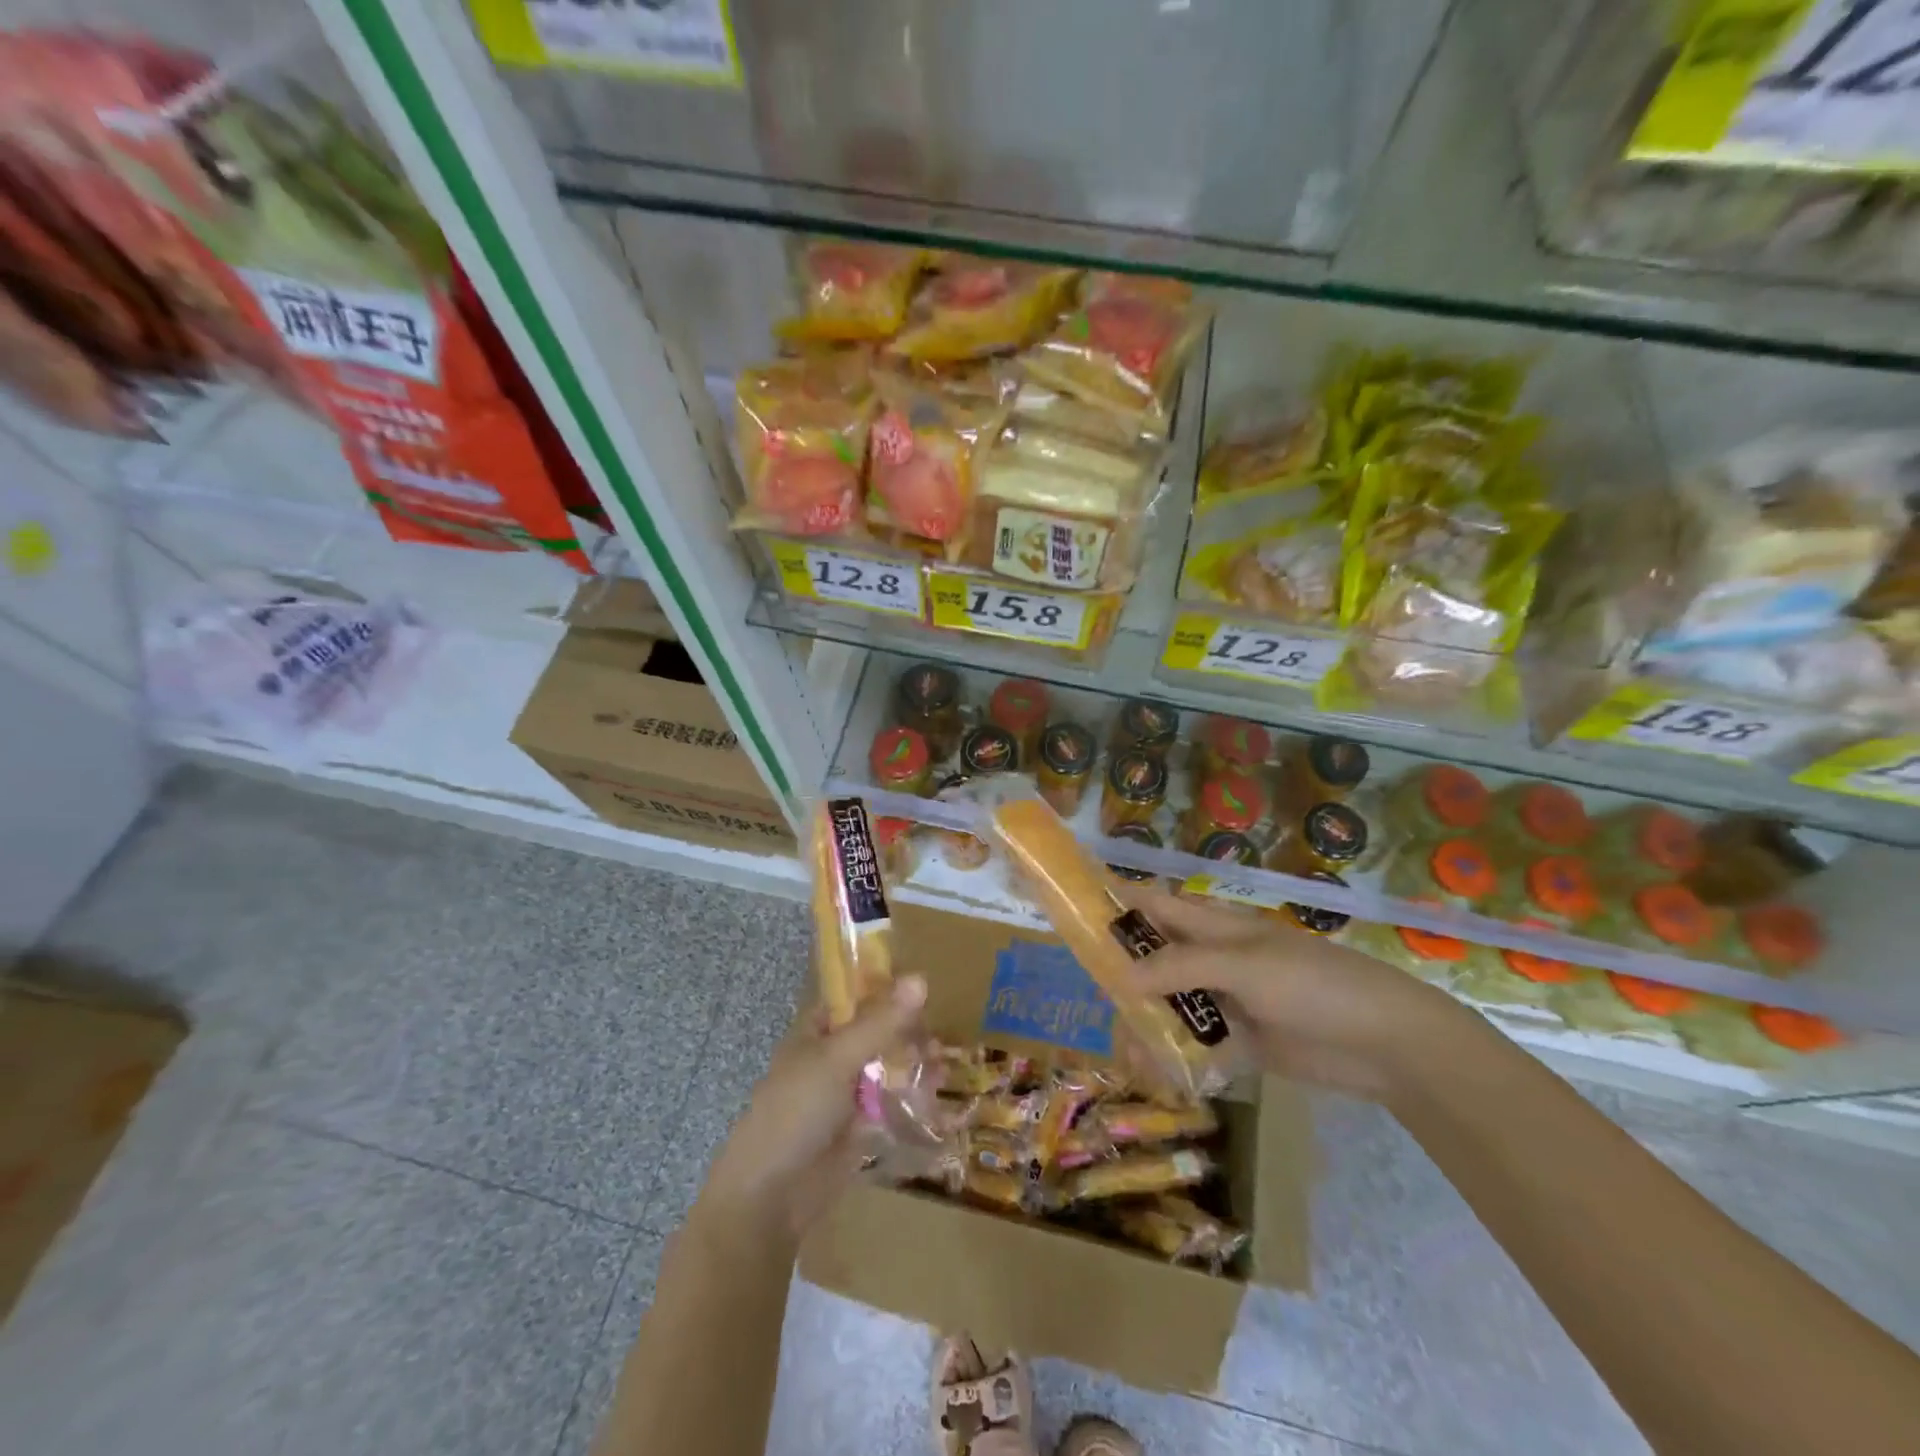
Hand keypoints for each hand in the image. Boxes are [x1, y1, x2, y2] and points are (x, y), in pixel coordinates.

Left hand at [700, 976, 927, 1245]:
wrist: (771, 1196)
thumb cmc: (796, 1111)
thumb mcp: (838, 1058)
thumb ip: (881, 1022)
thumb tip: (921, 979)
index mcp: (816, 1032)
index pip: (854, 998)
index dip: (885, 990)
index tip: (923, 988)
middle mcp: (832, 1058)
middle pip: (877, 1033)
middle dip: (908, 1032)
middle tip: (938, 1037)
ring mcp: (846, 1095)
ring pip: (887, 1068)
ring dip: (914, 1063)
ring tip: (942, 1066)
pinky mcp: (860, 1128)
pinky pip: (891, 1103)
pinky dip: (913, 1096)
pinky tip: (936, 1092)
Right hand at [1122, 886, 1476, 1101]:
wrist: (1387, 1044)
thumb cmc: (1313, 984)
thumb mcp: (1244, 965)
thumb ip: (1182, 968)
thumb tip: (1122, 977)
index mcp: (1215, 926)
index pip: (1155, 906)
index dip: (1117, 903)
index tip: (1073, 911)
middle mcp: (1214, 959)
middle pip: (1155, 961)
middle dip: (1123, 978)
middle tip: (1096, 1004)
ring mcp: (1228, 1001)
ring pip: (1172, 1007)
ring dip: (1147, 1027)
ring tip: (1126, 1056)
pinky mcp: (1243, 1043)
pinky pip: (1197, 1046)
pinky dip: (1176, 1059)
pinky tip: (1156, 1076)